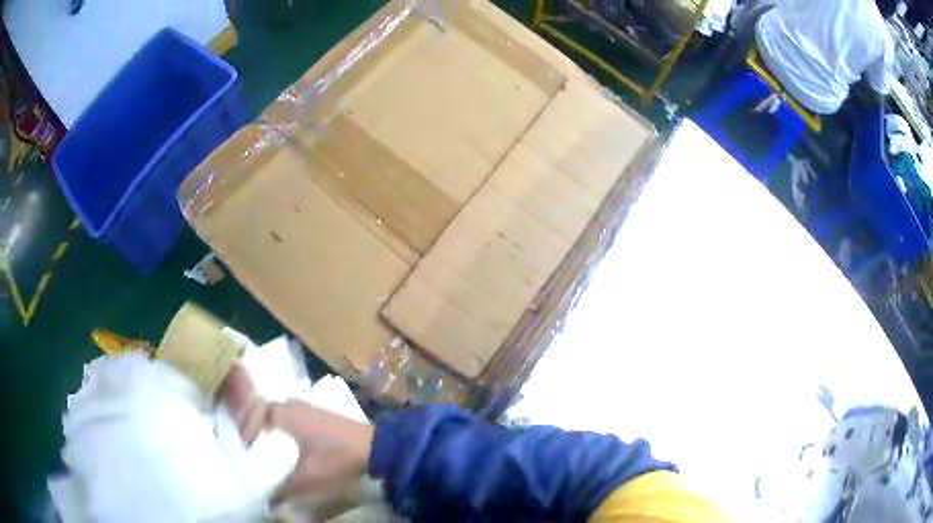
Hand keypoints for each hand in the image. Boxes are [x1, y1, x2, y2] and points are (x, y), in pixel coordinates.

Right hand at [219, 364, 374, 504]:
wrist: (377, 450)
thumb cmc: (337, 459)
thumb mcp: (307, 478)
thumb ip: (284, 490)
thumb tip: (268, 501)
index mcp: (286, 414)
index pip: (255, 411)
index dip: (245, 427)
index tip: (244, 446)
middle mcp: (296, 405)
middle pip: (266, 410)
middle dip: (255, 426)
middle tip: (250, 445)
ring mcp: (311, 409)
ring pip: (281, 414)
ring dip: (271, 427)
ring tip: (265, 447)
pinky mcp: (323, 416)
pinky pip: (294, 418)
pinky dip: (285, 429)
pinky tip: (289, 446)